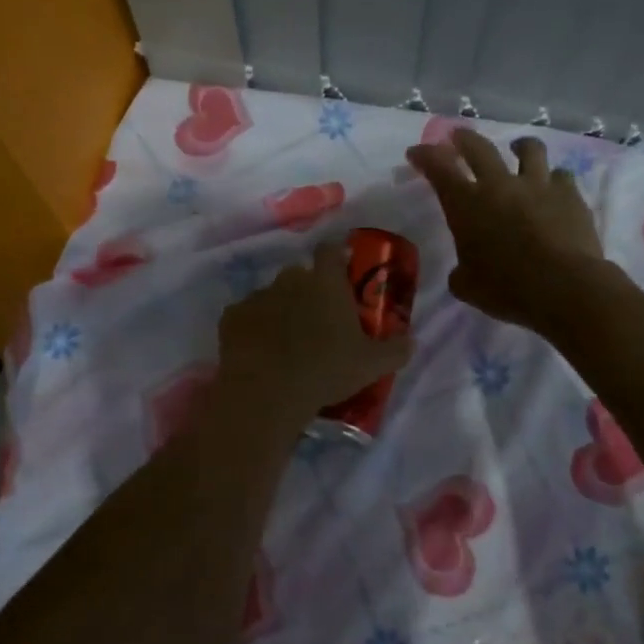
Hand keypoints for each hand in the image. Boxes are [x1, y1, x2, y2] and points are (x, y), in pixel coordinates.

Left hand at [217, 241, 412, 426]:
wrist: (267, 392)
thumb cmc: (325, 371)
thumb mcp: (371, 365)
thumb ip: (396, 349)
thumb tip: (412, 340)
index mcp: (325, 282)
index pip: (330, 250)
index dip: (335, 257)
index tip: (340, 272)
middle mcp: (289, 279)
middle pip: (299, 275)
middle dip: (307, 291)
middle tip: (316, 321)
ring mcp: (257, 296)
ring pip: (271, 296)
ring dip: (279, 311)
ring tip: (285, 344)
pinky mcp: (231, 317)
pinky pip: (246, 317)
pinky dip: (252, 329)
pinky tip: (259, 354)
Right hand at [406, 129, 604, 329]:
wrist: (565, 288)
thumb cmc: (506, 289)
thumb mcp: (467, 286)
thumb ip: (461, 271)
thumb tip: (465, 270)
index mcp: (466, 204)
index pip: (438, 168)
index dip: (425, 156)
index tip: (416, 152)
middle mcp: (499, 185)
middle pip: (478, 147)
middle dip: (464, 139)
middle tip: (457, 137)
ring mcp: (538, 185)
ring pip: (529, 149)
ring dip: (520, 146)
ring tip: (519, 149)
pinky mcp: (570, 195)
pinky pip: (561, 176)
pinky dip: (554, 180)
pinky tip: (554, 190)